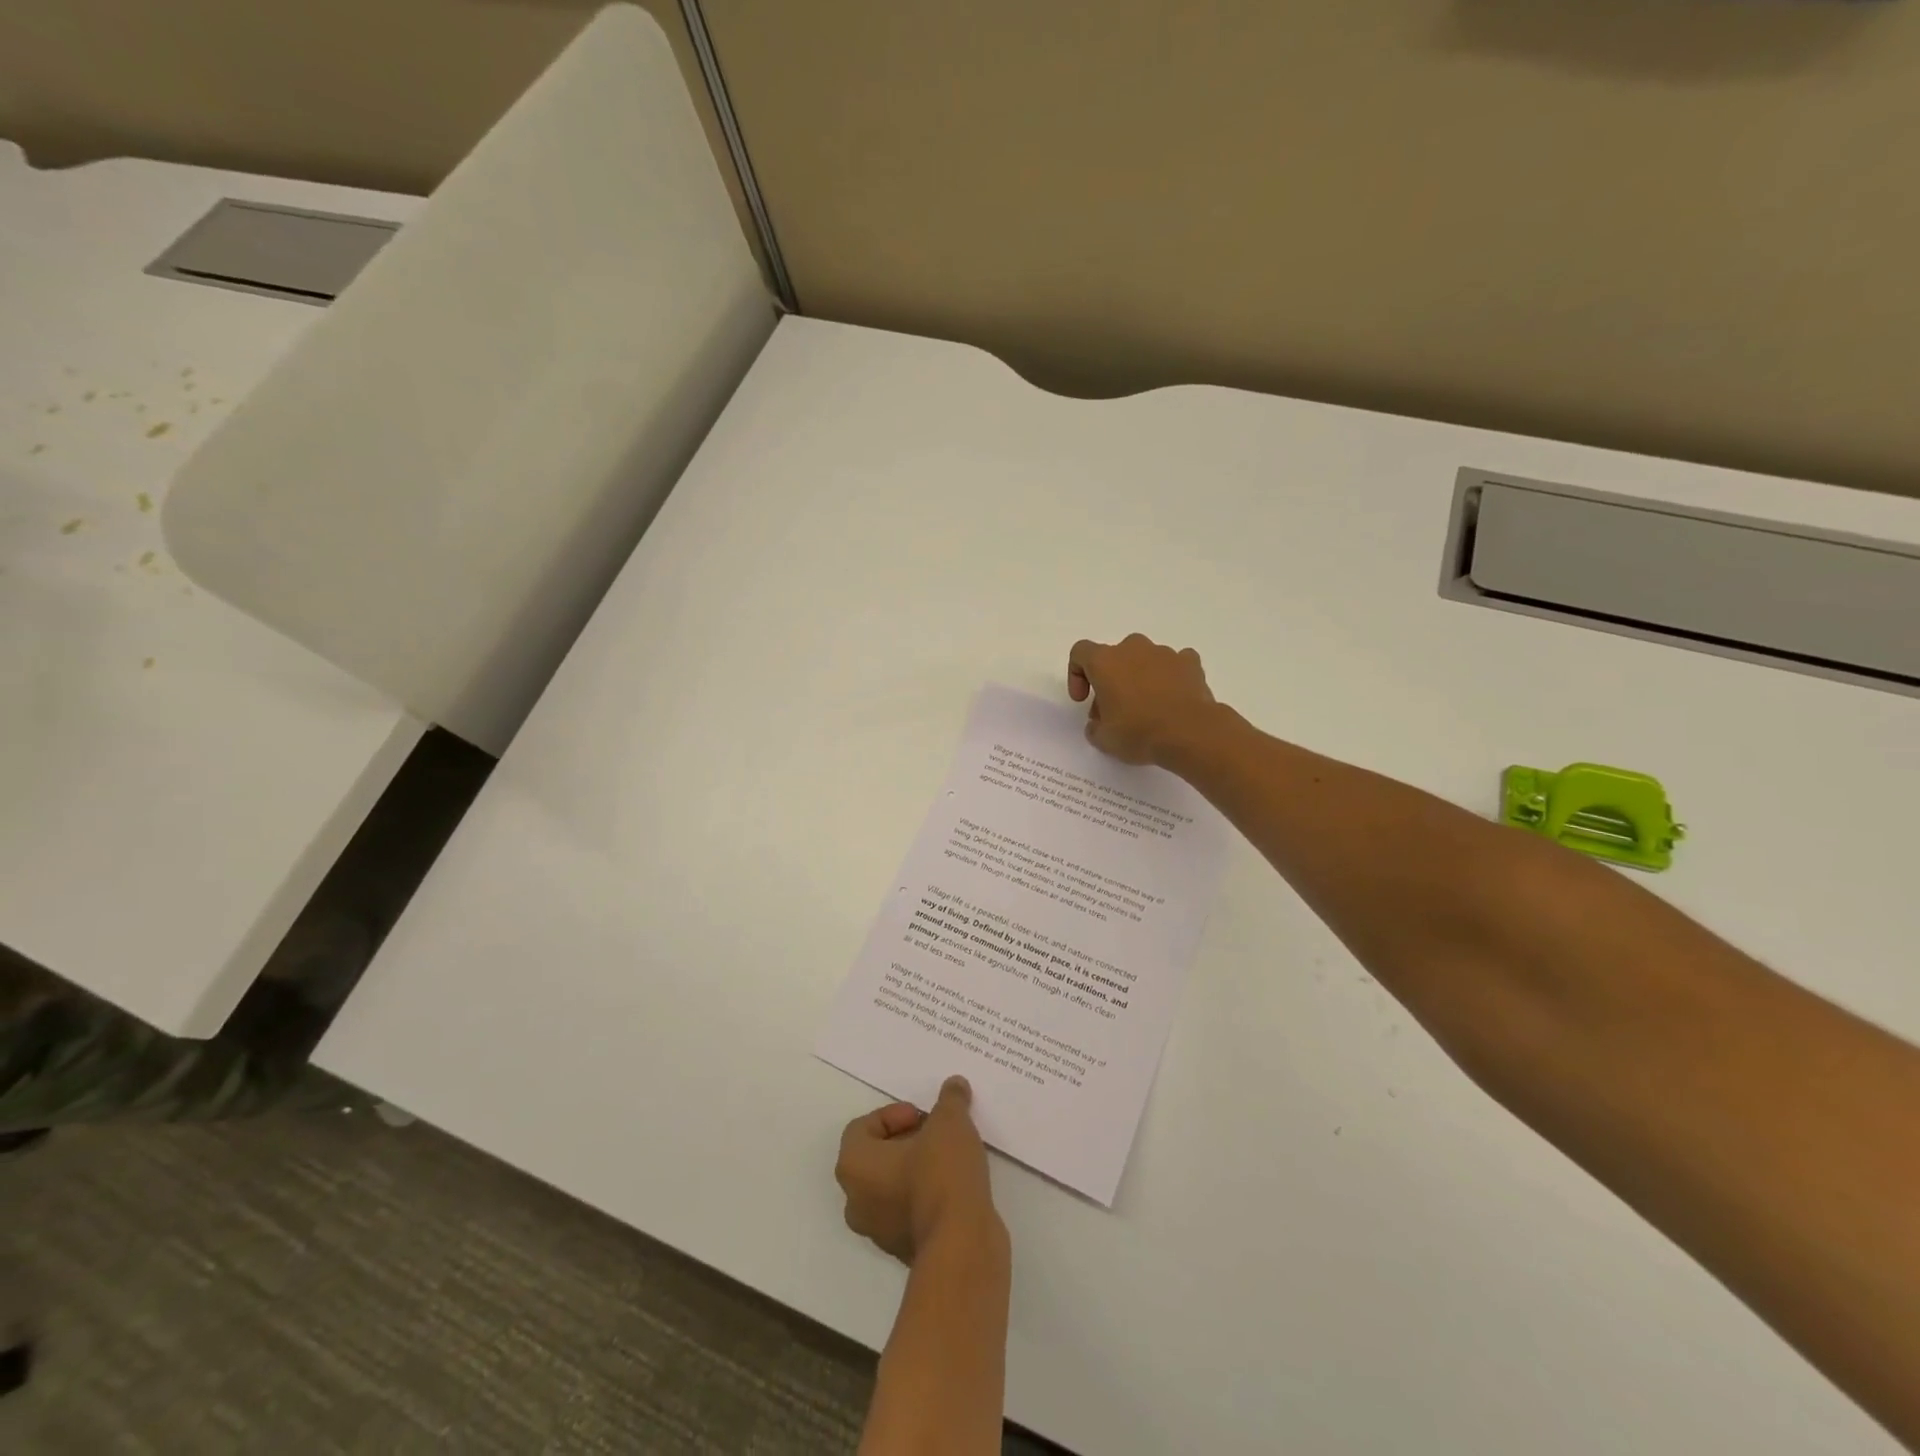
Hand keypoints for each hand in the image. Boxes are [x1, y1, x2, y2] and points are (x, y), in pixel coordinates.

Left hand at [836, 1076, 999, 1264]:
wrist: (962, 1246)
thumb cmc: (941, 1174)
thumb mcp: (949, 1122)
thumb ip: (949, 1100)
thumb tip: (954, 1085)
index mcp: (854, 1166)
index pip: (861, 1128)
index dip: (893, 1115)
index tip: (922, 1116)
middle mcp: (857, 1201)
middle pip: (876, 1157)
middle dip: (906, 1139)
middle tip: (936, 1131)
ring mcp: (879, 1231)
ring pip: (893, 1185)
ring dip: (917, 1166)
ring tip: (950, 1154)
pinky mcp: (905, 1249)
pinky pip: (910, 1209)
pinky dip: (927, 1193)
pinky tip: (956, 1183)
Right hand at [1068, 633, 1216, 765]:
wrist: (1190, 733)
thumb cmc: (1138, 732)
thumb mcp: (1104, 739)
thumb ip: (1094, 727)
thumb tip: (1099, 723)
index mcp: (1105, 661)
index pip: (1080, 652)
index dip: (1077, 675)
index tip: (1083, 699)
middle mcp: (1133, 649)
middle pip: (1114, 657)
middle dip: (1111, 681)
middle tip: (1115, 711)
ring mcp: (1164, 653)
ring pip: (1144, 660)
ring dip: (1139, 678)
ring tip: (1147, 709)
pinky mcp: (1190, 663)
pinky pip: (1173, 664)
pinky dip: (1169, 678)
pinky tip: (1172, 700)